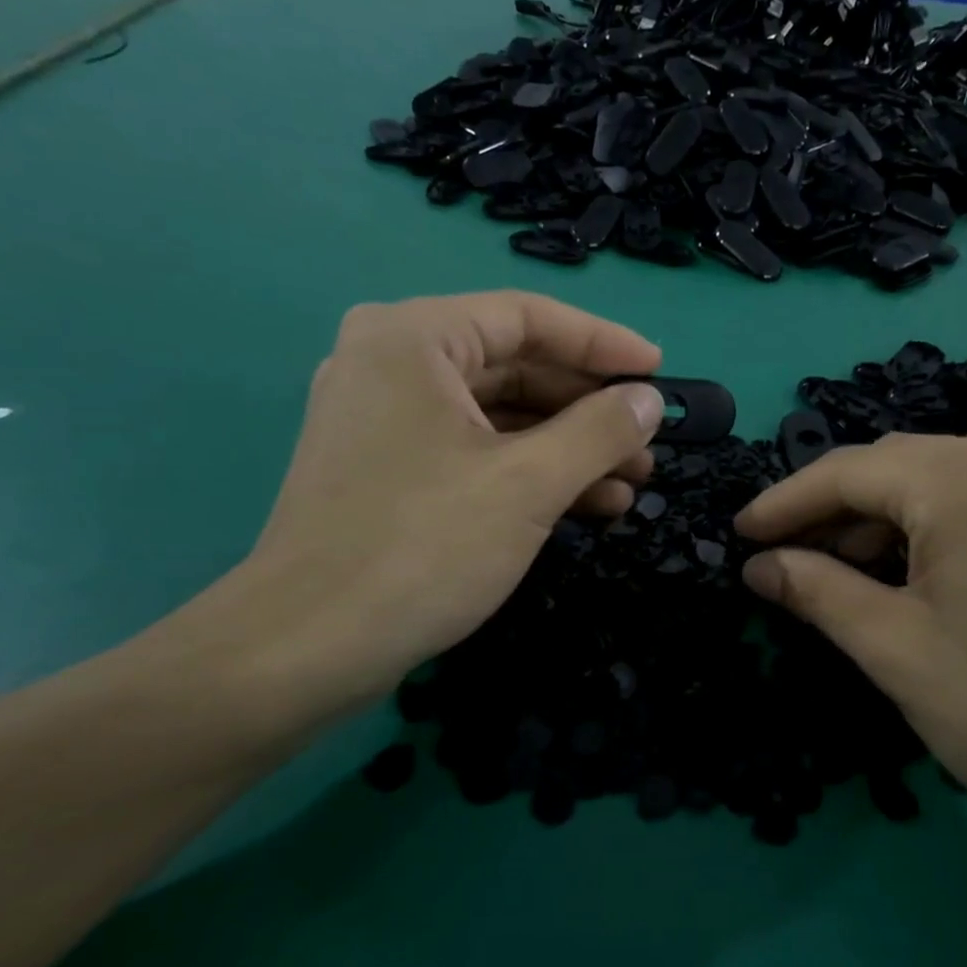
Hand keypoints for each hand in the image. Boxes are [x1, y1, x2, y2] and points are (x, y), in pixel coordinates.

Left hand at [169, 292, 663, 742]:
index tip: (659, 371)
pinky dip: (528, 475)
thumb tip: (649, 400)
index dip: (603, 344)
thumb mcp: (529, 484)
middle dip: (589, 411)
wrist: (307, 648)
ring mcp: (385, 420)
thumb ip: (599, 431)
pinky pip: (473, 452)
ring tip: (630, 486)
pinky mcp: (387, 471)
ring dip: (567, 450)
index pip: (528, 319)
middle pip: (515, 368)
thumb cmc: (423, 547)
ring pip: (498, 417)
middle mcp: (392, 363)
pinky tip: (586, 507)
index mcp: (414, 338)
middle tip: (648, 446)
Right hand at [734, 434, 966, 873]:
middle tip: (780, 560)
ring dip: (879, 523)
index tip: (738, 534)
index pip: (849, 471)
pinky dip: (930, 530)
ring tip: (835, 575)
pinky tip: (906, 574)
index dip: (784, 502)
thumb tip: (758, 564)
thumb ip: (815, 590)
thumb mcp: (894, 649)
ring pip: (937, 485)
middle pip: (894, 470)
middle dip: (830, 513)